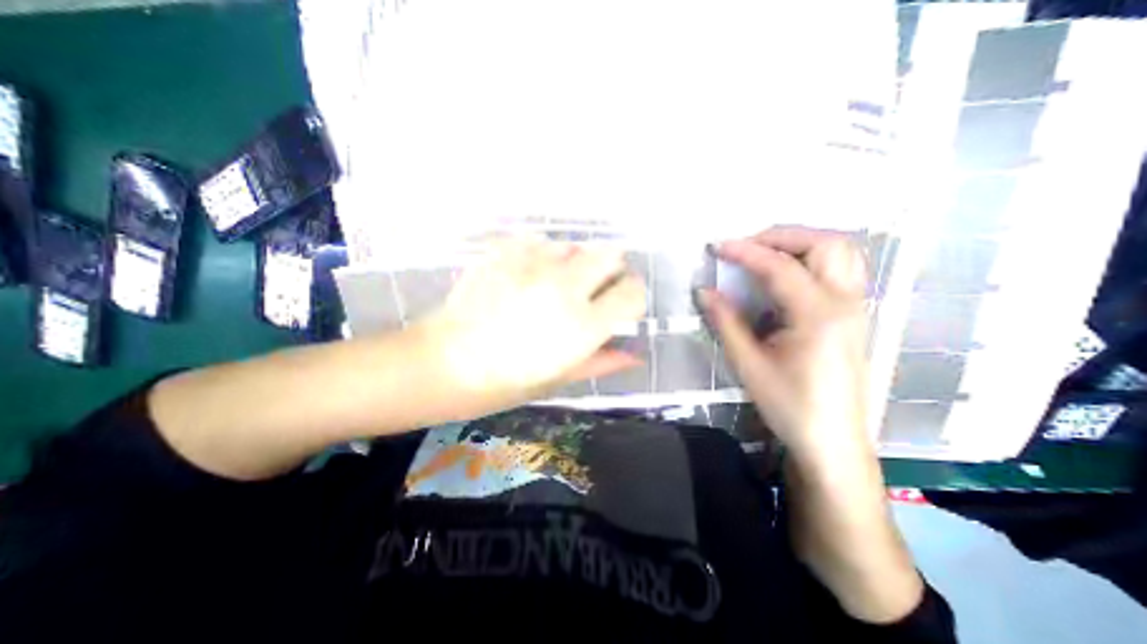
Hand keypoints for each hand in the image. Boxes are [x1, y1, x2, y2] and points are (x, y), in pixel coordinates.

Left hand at [419, 233, 648, 406]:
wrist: (444, 363)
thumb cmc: (505, 382)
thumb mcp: (559, 377)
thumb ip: (602, 361)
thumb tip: (634, 354)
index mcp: (583, 325)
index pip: (633, 292)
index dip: (632, 296)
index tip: (622, 304)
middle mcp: (565, 287)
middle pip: (611, 254)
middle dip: (609, 270)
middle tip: (593, 289)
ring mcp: (533, 264)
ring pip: (575, 246)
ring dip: (574, 263)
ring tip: (554, 284)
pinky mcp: (506, 252)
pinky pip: (540, 241)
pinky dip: (542, 254)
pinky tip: (528, 274)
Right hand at [698, 225, 870, 462]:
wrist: (833, 441)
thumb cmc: (789, 406)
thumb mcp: (748, 364)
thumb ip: (726, 321)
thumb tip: (704, 291)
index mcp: (818, 316)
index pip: (780, 267)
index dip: (745, 251)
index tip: (716, 246)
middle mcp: (845, 303)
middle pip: (826, 244)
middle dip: (781, 236)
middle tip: (744, 247)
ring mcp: (856, 308)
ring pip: (841, 252)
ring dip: (800, 244)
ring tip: (763, 255)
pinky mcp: (853, 316)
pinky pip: (839, 270)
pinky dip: (811, 259)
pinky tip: (784, 276)